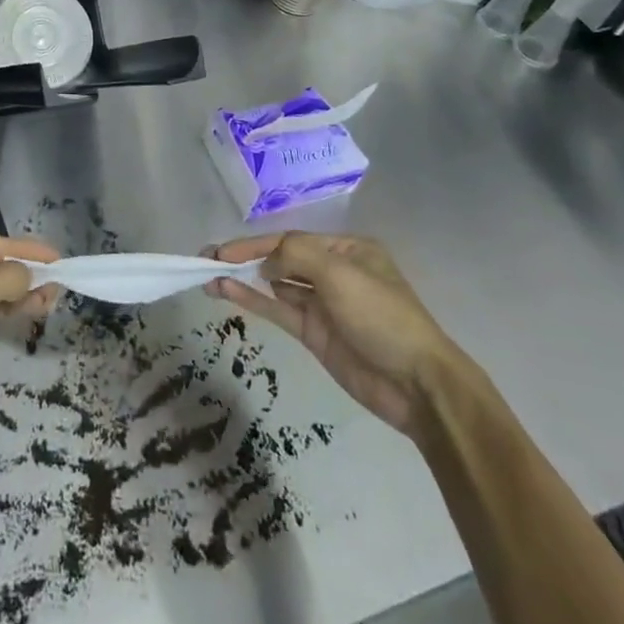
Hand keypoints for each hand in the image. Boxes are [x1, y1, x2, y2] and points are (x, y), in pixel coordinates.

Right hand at [207, 232, 458, 436]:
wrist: (416, 384)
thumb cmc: (381, 316)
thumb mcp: (340, 273)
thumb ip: (296, 256)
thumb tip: (264, 264)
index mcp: (346, 250)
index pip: (291, 239)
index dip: (255, 244)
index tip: (222, 250)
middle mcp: (332, 272)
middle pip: (280, 259)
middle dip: (245, 257)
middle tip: (207, 257)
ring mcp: (322, 304)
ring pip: (274, 285)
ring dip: (243, 279)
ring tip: (208, 275)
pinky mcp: (314, 333)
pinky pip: (277, 310)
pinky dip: (252, 301)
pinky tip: (226, 292)